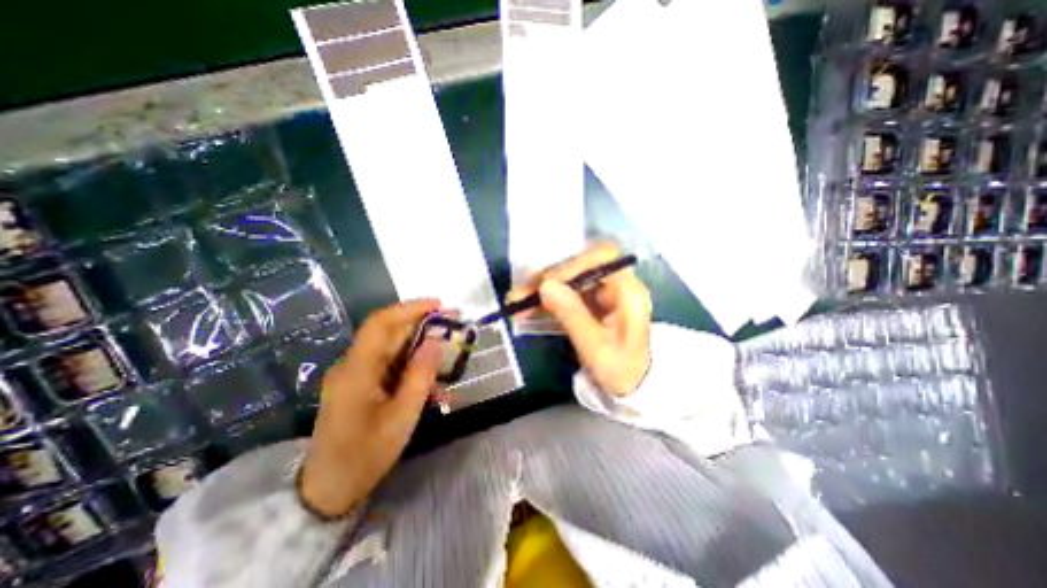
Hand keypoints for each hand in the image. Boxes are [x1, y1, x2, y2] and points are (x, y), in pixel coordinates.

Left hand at [298, 301, 439, 515]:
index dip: (410, 308)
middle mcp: (353, 365)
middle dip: (423, 325)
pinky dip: (413, 369)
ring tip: (448, 359)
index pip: (381, 323)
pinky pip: (390, 367)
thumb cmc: (366, 454)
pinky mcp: (361, 385)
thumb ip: (421, 374)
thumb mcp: (402, 415)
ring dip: (422, 349)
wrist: (328, 490)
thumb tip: (437, 340)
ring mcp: (355, 375)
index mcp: (357, 369)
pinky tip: (432, 386)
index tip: (440, 304)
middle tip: (453, 325)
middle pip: (389, 333)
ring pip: (393, 350)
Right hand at [510, 242, 651, 395]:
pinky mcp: (593, 300)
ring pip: (570, 277)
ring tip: (518, 301)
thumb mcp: (596, 348)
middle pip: (581, 265)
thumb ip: (573, 316)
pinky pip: (567, 290)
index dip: (572, 266)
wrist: (633, 385)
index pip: (601, 259)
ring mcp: (604, 291)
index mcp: (629, 292)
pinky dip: (547, 297)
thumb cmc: (621, 370)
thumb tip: (546, 285)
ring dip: (543, 287)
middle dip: (549, 278)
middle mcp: (617, 284)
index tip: (545, 284)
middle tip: (522, 294)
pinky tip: (528, 306)